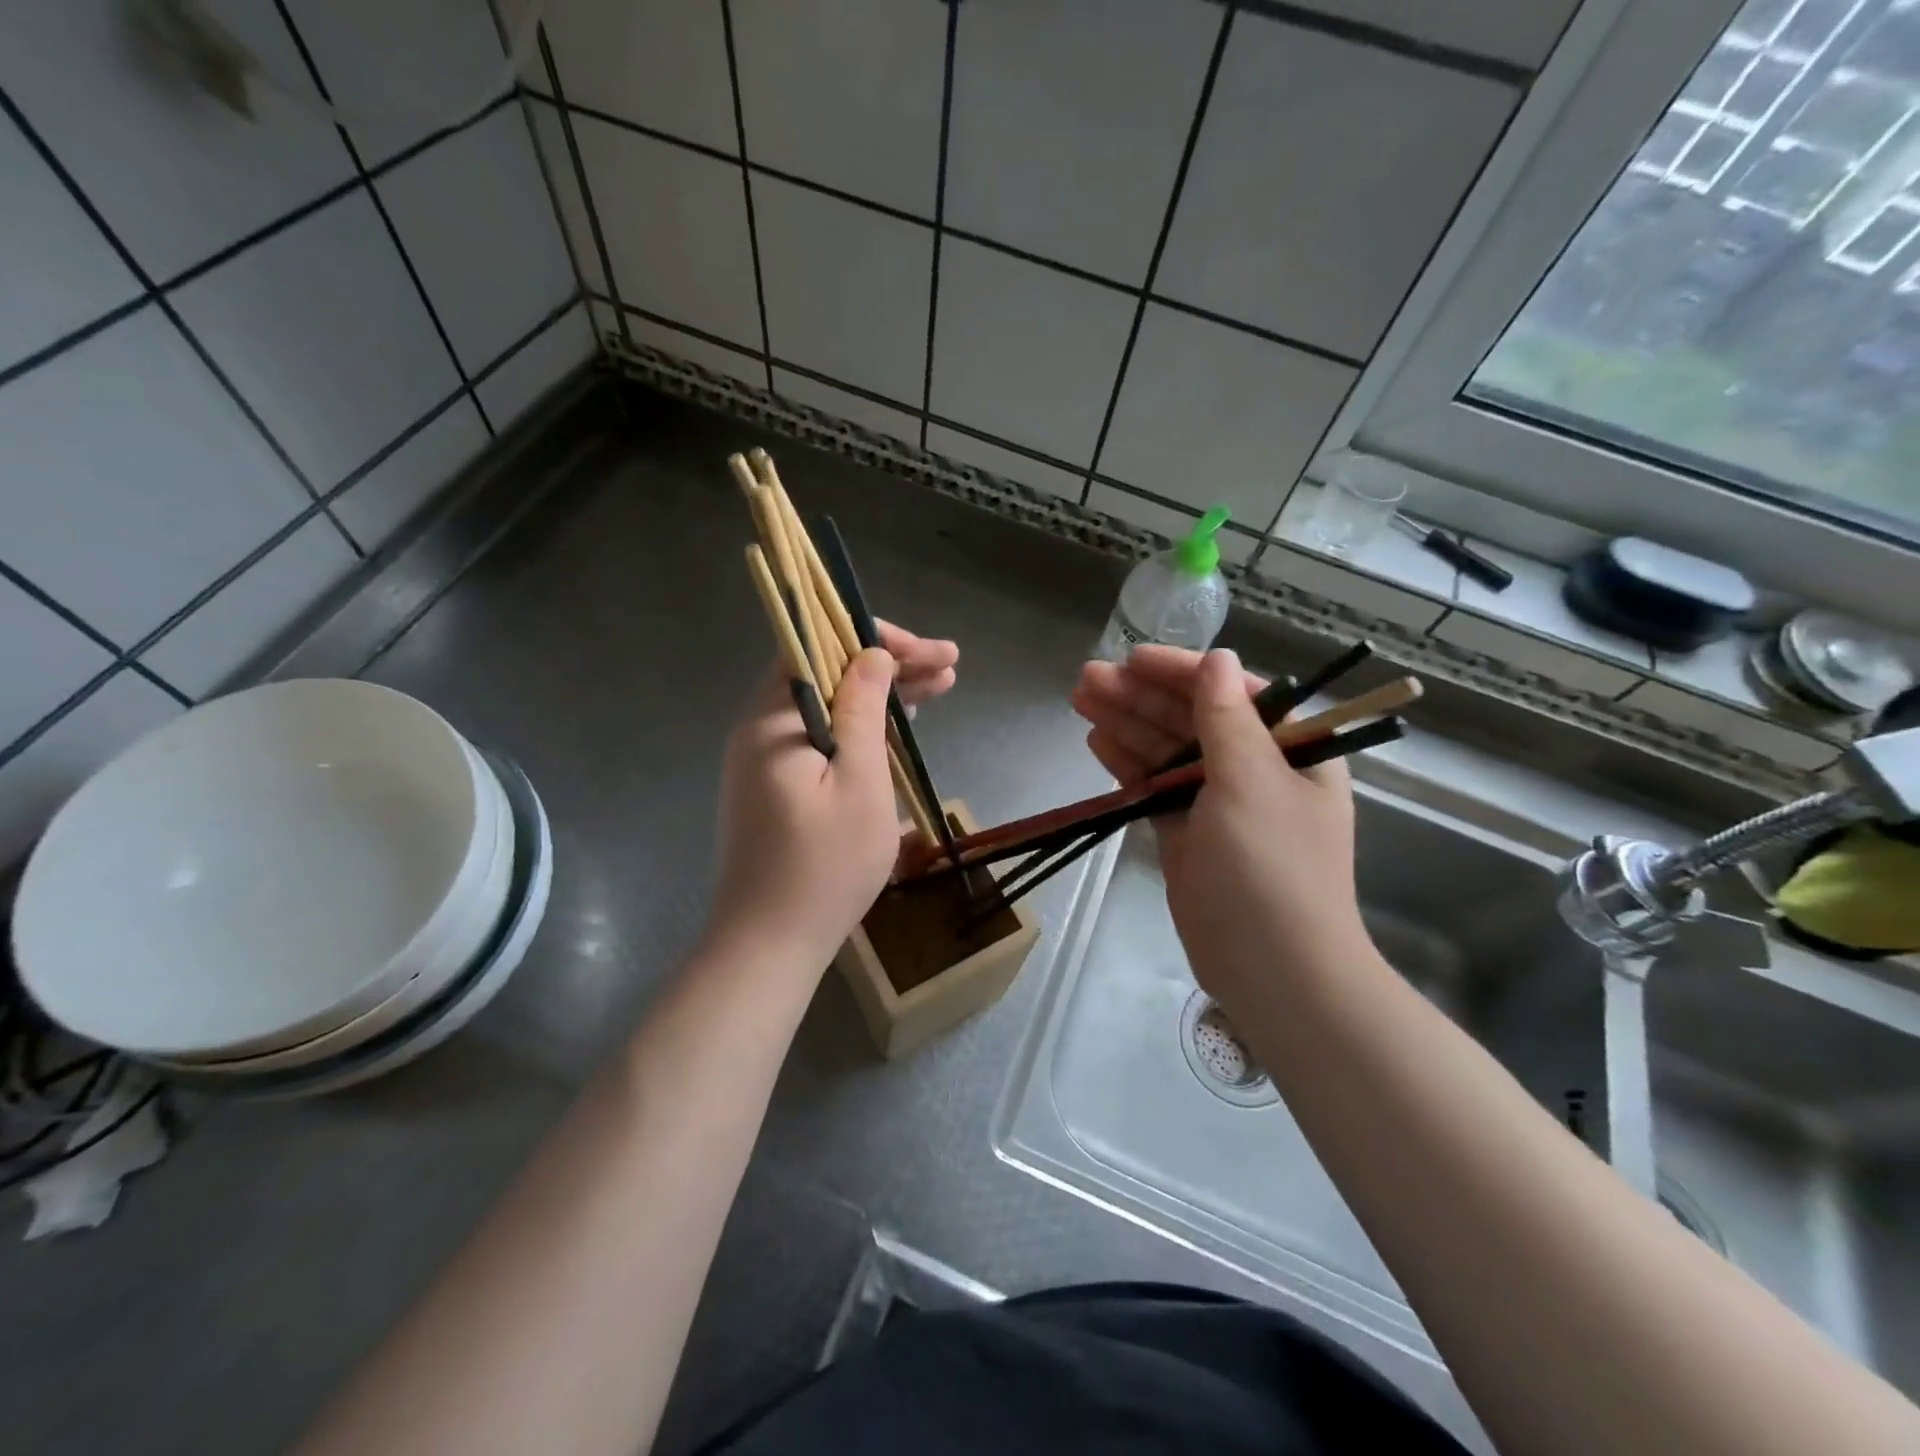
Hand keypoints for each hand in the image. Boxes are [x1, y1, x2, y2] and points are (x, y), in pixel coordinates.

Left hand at [706, 627, 959, 974]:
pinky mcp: (776, 790)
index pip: (815, 646)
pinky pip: (822, 740)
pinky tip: (899, 728)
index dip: (870, 638)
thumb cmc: (823, 867)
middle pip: (825, 675)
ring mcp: (765, 762)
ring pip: (828, 708)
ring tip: (940, 688)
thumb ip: (863, 712)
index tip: (922, 650)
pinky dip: (861, 729)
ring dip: (881, 697)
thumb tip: (871, 657)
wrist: (769, 947)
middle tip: (949, 667)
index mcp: (772, 720)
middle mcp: (760, 731)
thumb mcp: (859, 783)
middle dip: (888, 666)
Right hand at [1072, 646, 1365, 1005]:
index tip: (1133, 659)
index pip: (1234, 693)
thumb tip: (1218, 658)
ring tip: (1080, 700)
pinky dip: (1129, 765)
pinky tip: (1097, 742)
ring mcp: (1219, 804)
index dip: (1183, 671)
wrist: (1272, 970)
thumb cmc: (1271, 869)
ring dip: (1127, 724)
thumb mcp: (1252, 783)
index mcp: (1292, 750)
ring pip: (1168, 752)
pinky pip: (1156, 788)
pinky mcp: (1188, 834)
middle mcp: (1256, 770)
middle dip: (1142, 697)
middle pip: (1193, 719)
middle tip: (1087, 678)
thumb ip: (1227, 719)